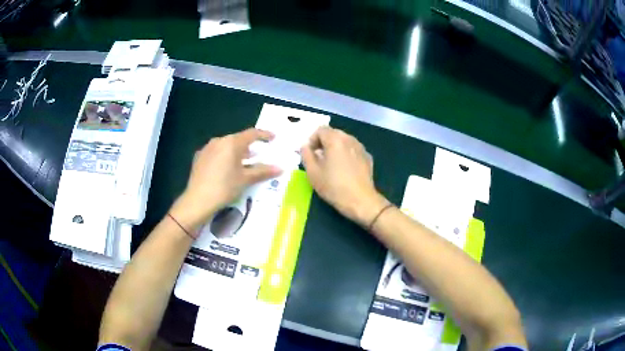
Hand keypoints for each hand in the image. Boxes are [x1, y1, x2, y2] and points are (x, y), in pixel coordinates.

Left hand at [170, 128, 282, 229]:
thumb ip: (262, 171)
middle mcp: (219, 141)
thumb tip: (280, 168)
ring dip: (236, 152)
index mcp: (232, 143)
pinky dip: (224, 157)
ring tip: (243, 163)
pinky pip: (216, 153)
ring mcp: (207, 148)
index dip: (264, 135)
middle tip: (258, 156)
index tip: (273, 138)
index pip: (252, 134)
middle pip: (238, 139)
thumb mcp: (245, 180)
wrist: (197, 200)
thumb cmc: (224, 188)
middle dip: (249, 146)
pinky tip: (225, 169)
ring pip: (226, 146)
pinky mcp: (199, 157)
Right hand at [301, 126, 387, 227]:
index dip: (312, 140)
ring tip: (331, 164)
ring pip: (344, 140)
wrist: (360, 201)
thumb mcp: (313, 172)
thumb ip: (306, 155)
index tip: (309, 154)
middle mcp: (349, 139)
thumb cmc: (334, 187)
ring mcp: (361, 147)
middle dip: (323, 142)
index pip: (320, 130)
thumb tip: (305, 146)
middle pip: (333, 133)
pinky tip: (344, 169)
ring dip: (335, 147)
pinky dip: (346, 154)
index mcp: (335, 140)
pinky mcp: (367, 157)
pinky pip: (353, 149)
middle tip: (318, 159)